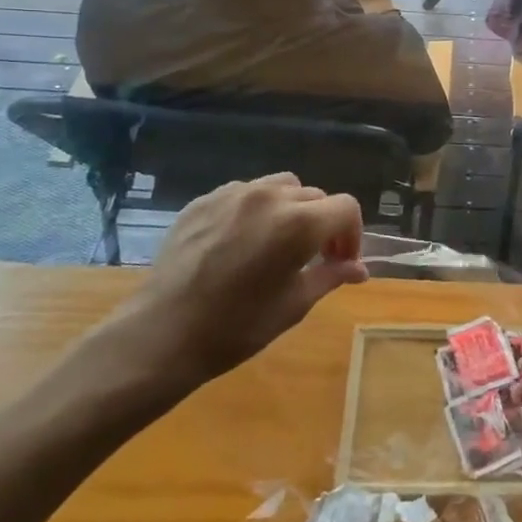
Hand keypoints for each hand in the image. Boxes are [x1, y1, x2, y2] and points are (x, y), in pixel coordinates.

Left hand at [89, 175, 365, 404]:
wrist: (162, 334)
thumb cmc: (236, 327)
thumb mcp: (294, 305)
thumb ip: (331, 276)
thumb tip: (359, 269)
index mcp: (299, 222)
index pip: (346, 208)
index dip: (351, 234)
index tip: (341, 262)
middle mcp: (270, 196)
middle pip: (314, 196)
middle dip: (323, 223)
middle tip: (313, 258)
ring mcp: (233, 194)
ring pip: (280, 187)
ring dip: (290, 209)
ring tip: (276, 243)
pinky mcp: (203, 200)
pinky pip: (244, 194)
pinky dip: (255, 210)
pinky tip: (240, 243)